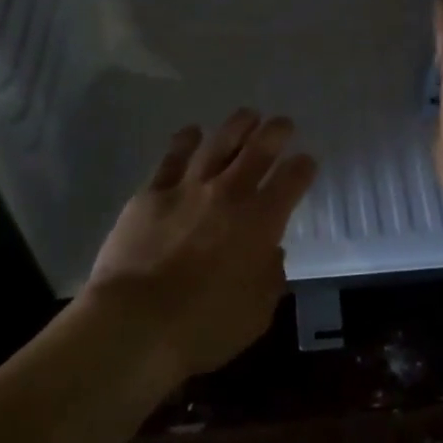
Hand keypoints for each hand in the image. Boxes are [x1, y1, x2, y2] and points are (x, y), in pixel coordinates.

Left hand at [82, 109, 318, 383]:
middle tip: (283, 123)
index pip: (292, 181)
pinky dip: (185, 141)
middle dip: (276, 133)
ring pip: (218, 143)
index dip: (303, 167)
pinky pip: (172, 158)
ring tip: (247, 115)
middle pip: (258, 150)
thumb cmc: (205, 326)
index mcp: (262, 221)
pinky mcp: (151, 193)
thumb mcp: (257, 312)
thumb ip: (270, 276)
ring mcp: (188, 188)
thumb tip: (270, 252)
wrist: (136, 323)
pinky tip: (192, 132)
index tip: (307, 161)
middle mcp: (229, 194)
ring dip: (236, 126)